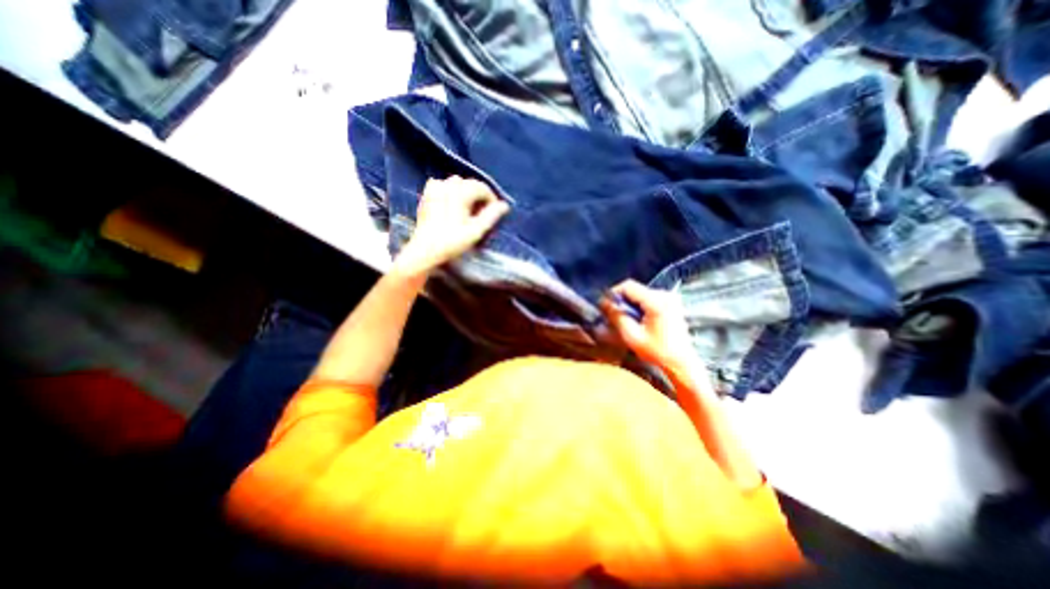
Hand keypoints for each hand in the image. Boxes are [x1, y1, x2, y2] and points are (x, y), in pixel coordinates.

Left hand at [394, 174, 507, 274]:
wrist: (425, 249)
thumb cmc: (452, 241)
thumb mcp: (476, 230)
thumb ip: (491, 216)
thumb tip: (505, 205)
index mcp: (460, 192)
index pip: (482, 188)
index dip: (491, 199)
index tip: (495, 213)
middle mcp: (447, 185)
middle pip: (469, 183)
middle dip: (479, 196)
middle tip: (483, 213)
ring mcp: (434, 189)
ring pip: (456, 183)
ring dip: (465, 192)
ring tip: (469, 209)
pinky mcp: (427, 195)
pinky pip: (442, 185)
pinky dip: (450, 191)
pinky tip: (452, 203)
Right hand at [599, 280, 694, 371]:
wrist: (681, 362)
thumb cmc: (657, 351)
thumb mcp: (632, 335)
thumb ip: (617, 316)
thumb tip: (604, 303)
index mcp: (656, 301)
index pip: (628, 286)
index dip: (614, 293)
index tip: (606, 305)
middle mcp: (665, 295)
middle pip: (635, 289)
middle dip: (622, 300)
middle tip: (615, 315)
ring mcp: (670, 298)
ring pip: (641, 293)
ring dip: (630, 304)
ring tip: (627, 320)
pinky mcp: (671, 303)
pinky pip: (649, 298)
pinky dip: (640, 306)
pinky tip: (639, 320)